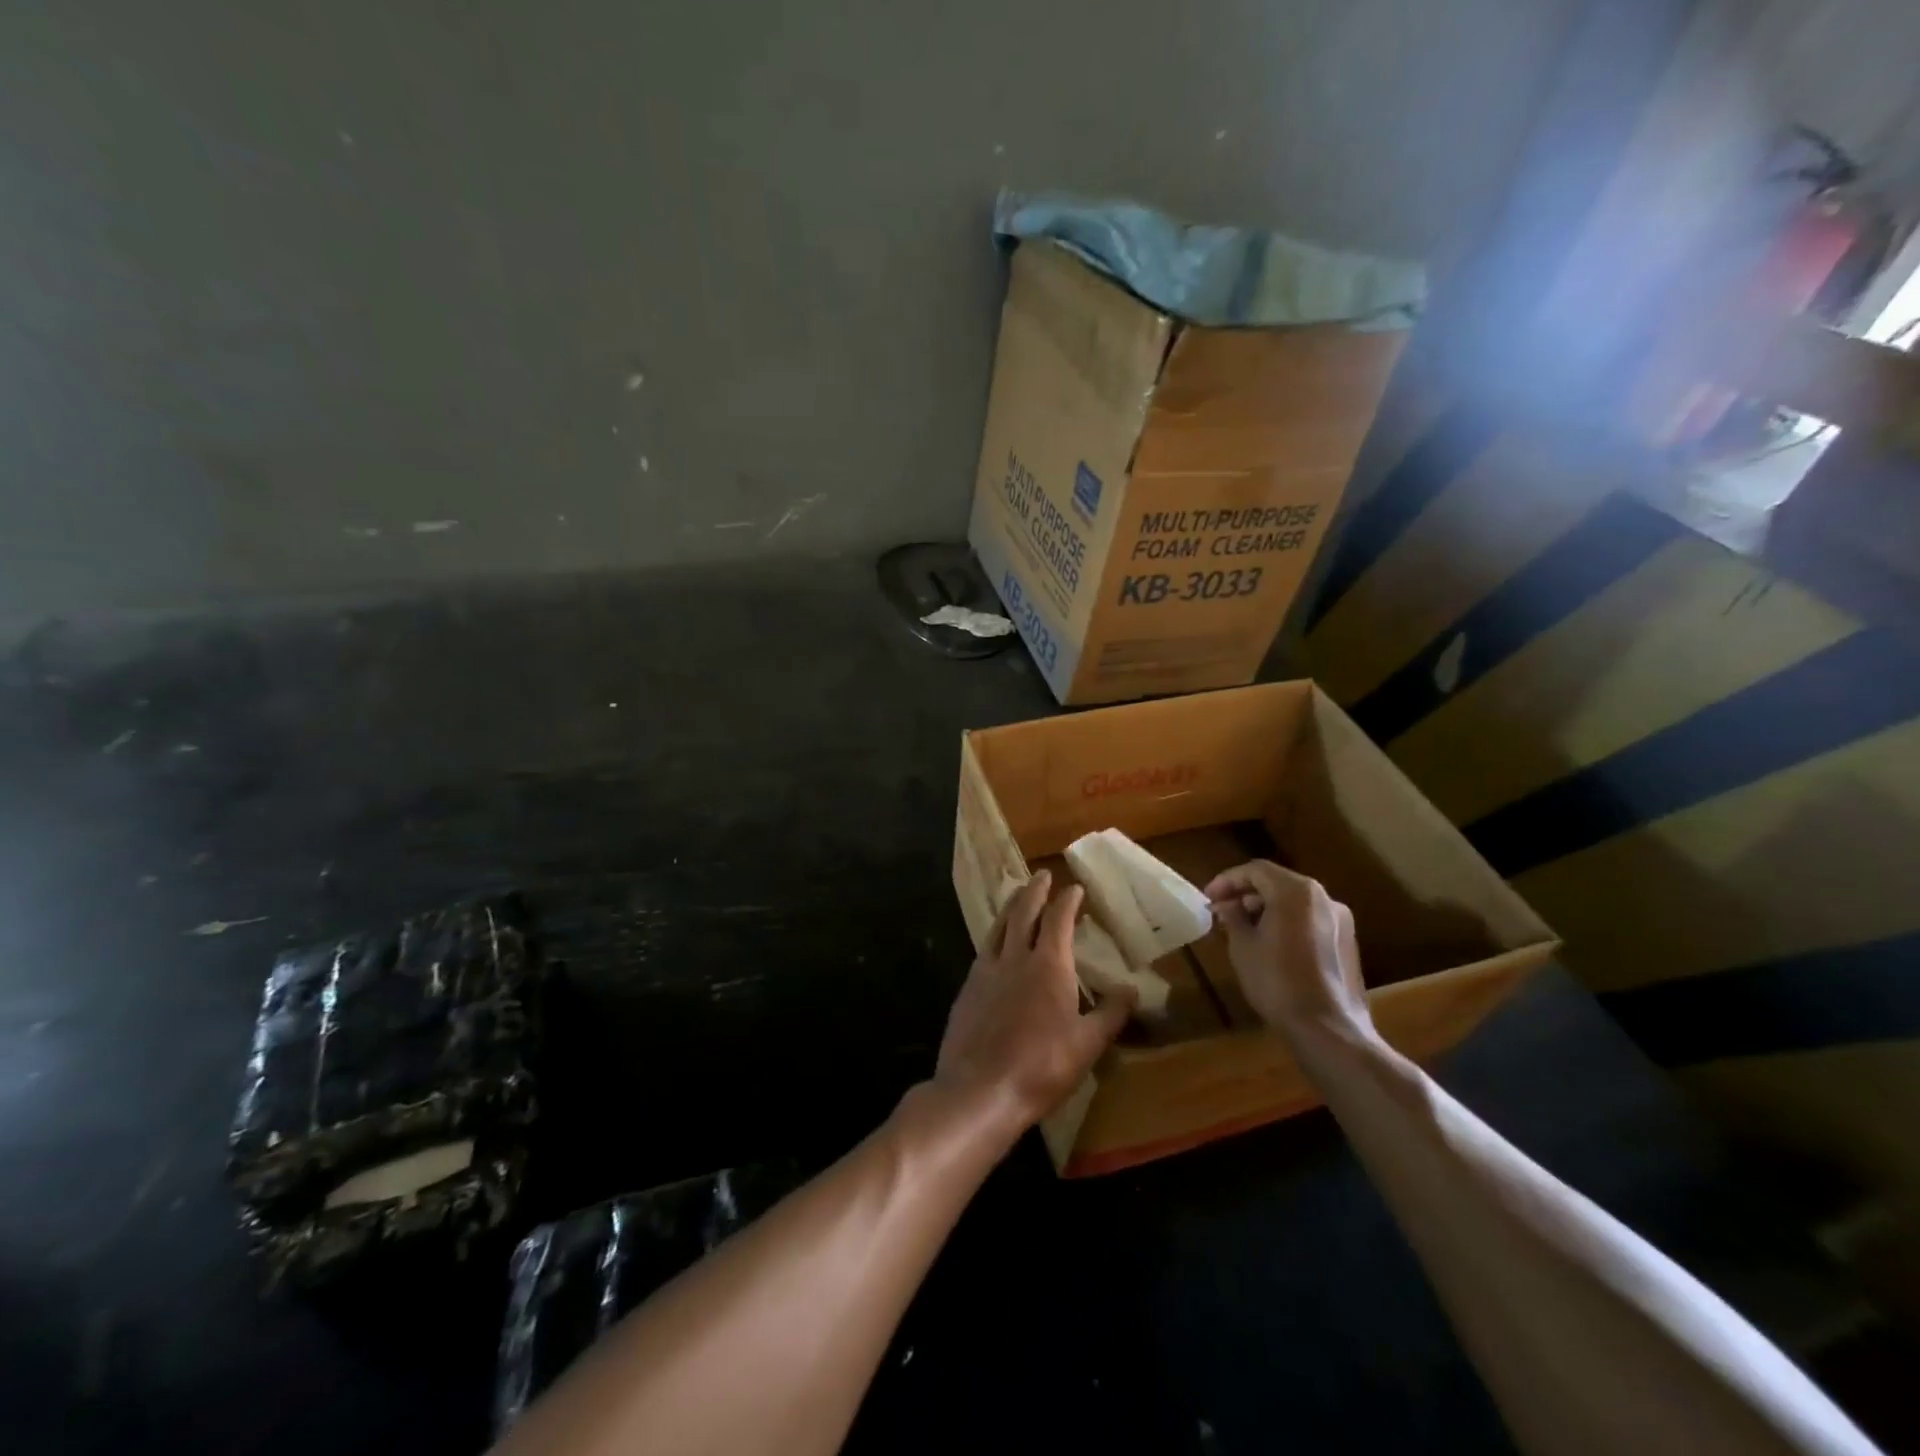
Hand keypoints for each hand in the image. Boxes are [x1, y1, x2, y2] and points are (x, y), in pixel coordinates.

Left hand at [933, 870, 1133, 1140]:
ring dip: (1011, 906)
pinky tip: (995, 944)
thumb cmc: (1041, 1067)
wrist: (979, 1089)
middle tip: (1042, 875)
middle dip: (1035, 890)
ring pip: (999, 926)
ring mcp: (986, 971)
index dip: (1067, 900)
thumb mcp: (1088, 1044)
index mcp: (1048, 965)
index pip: (1058, 919)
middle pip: (1024, 912)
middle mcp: (1015, 957)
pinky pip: (984, 949)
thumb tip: (1132, 989)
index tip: (1075, 887)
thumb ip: (1110, 1013)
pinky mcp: (967, 989)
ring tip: (1017, 895)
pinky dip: (994, 935)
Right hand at [1202, 860, 1372, 1045]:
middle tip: (1223, 912)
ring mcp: (1340, 920)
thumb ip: (1233, 917)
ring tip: (1244, 929)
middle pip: (1278, 883)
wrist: (1327, 1028)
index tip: (1208, 898)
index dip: (1227, 880)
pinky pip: (1310, 920)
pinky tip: (1271, 945)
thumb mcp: (1243, 946)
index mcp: (1295, 891)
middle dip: (1247, 894)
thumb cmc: (1276, 981)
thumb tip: (1228, 906)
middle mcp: (1323, 897)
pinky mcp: (1347, 942)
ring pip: (1295, 902)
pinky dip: (1287, 923)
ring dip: (1267, 909)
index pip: (1255, 870)